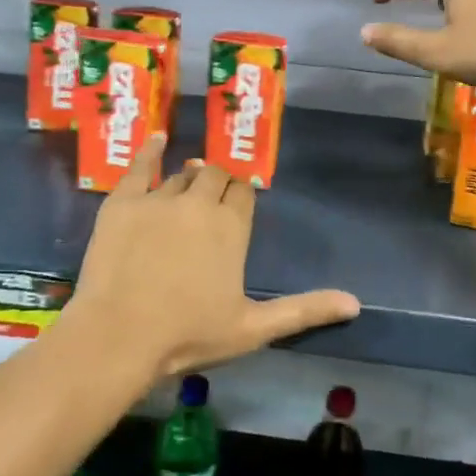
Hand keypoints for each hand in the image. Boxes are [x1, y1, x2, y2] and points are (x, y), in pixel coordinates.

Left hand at [70, 135, 359, 377]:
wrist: (120, 336)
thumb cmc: (189, 334)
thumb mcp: (253, 328)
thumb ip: (304, 310)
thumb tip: (355, 303)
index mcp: (232, 227)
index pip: (244, 192)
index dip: (242, 195)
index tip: (238, 203)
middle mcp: (199, 203)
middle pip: (215, 176)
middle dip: (219, 182)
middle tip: (214, 198)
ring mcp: (158, 199)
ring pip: (181, 175)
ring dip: (189, 178)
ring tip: (189, 182)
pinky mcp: (122, 202)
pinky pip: (140, 167)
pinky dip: (150, 151)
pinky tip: (157, 139)